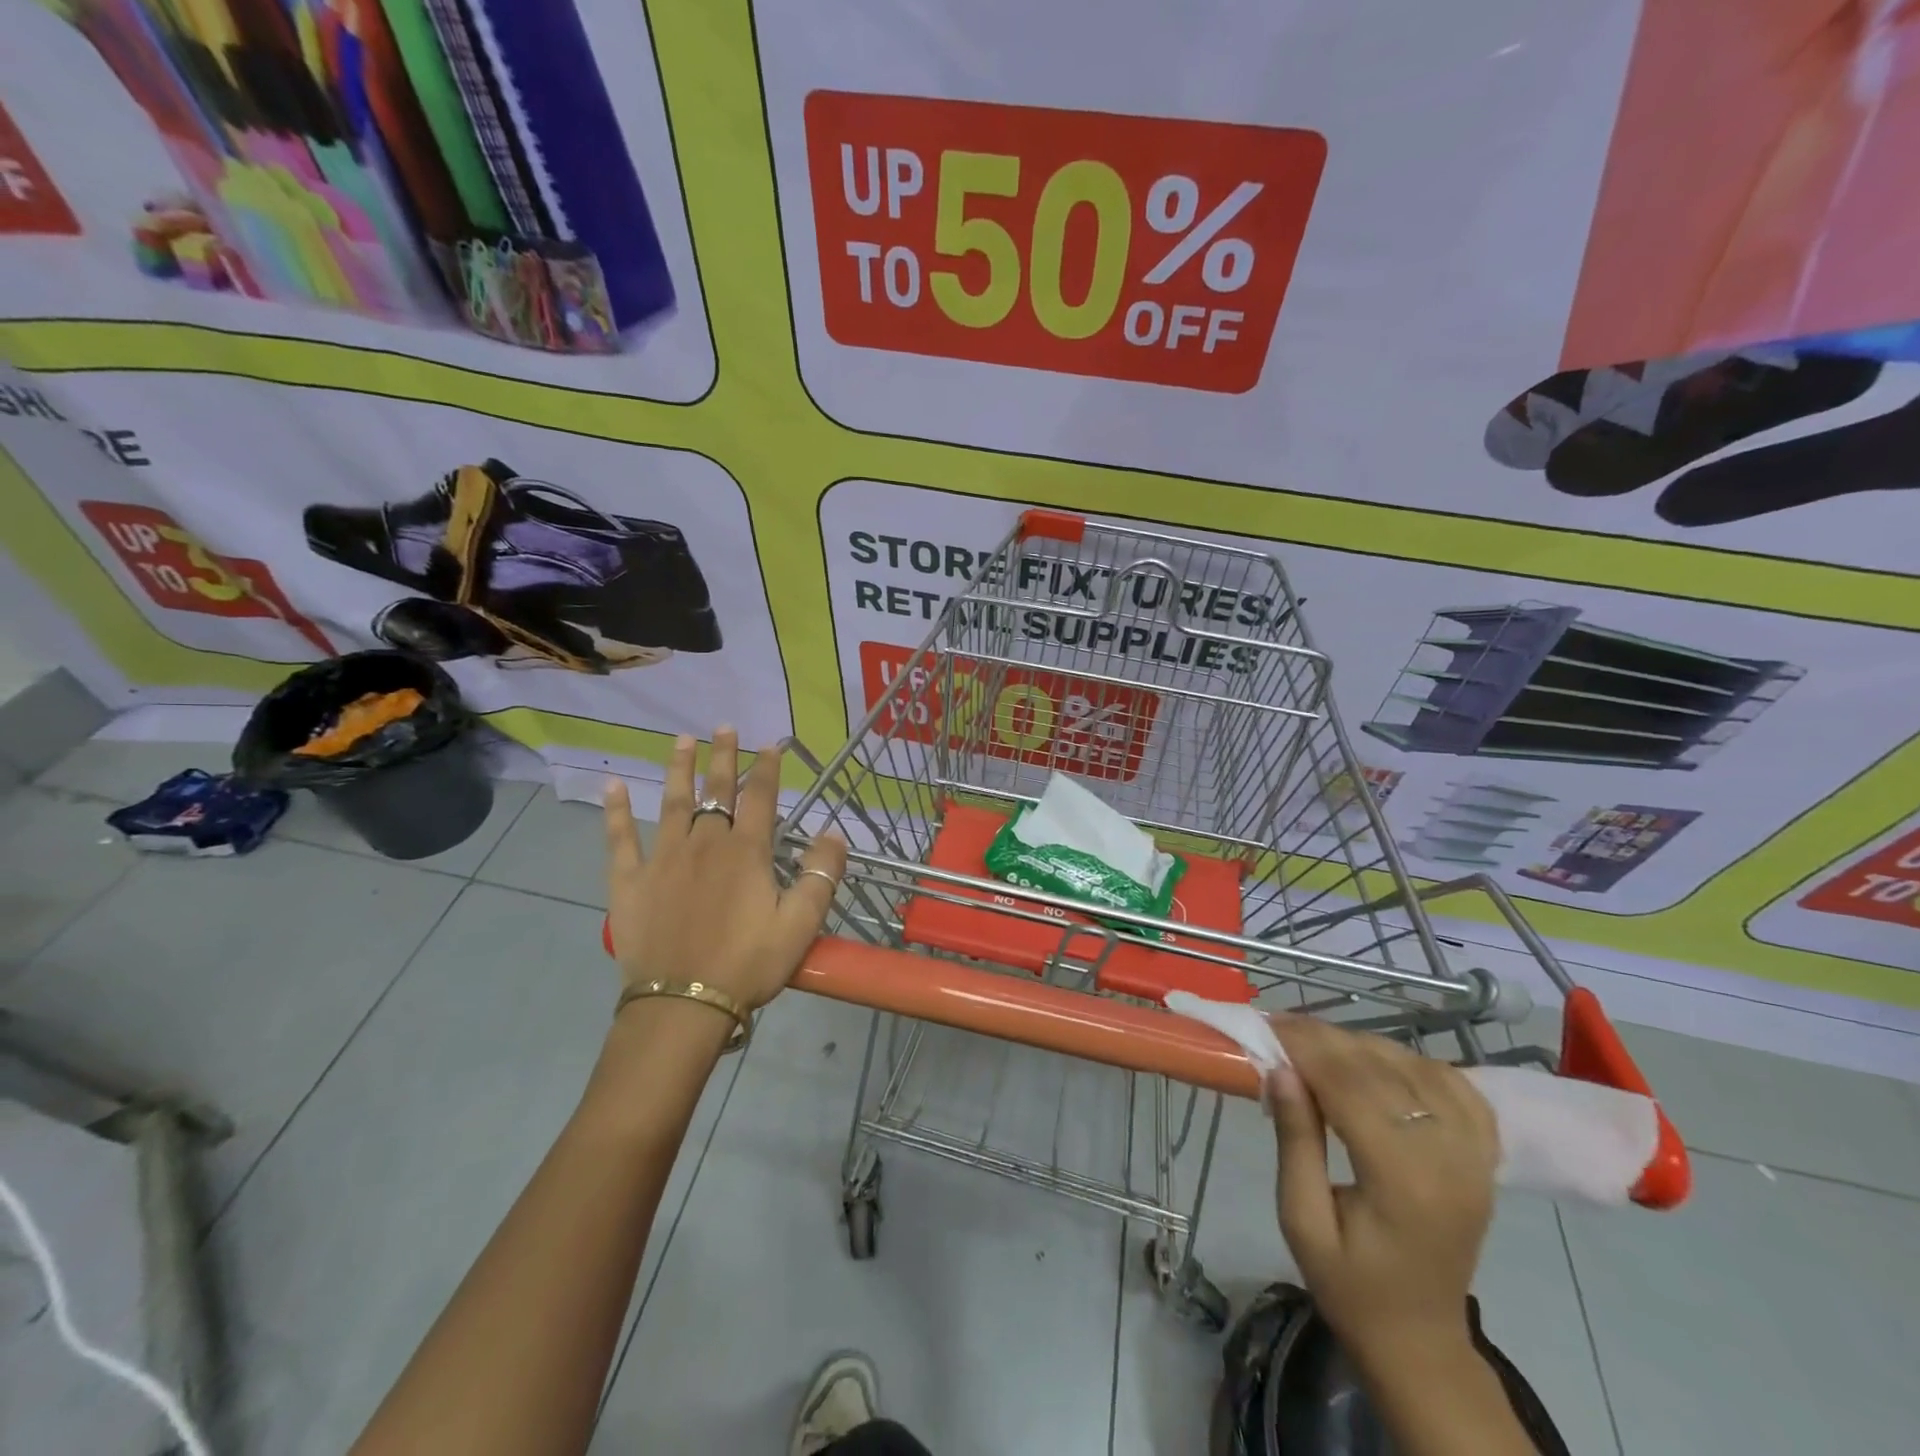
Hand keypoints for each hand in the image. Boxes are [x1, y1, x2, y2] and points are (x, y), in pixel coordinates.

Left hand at [603, 726, 846, 1011]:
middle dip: (723, 757)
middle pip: (717, 791)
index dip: (768, 769)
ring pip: (673, 803)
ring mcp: (663, 858)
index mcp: (747, 851)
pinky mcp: (630, 881)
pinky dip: (616, 812)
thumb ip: (821, 875)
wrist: (683, 1003)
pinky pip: (620, 839)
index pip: (761, 798)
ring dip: (679, 769)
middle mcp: (705, 843)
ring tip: (681, 740)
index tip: (771, 745)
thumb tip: (834, 834)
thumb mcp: (801, 924)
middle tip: (724, 727)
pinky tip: (613, 787)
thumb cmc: (748, 963)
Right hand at [1266, 1016, 1499, 1365]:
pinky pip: (1456, 1086)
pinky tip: (1379, 1063)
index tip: (1267, 1026)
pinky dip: (1413, 1062)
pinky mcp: (1483, 1157)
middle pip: (1383, 1070)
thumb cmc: (1348, 1283)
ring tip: (1317, 1044)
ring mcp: (1475, 1157)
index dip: (1307, 1048)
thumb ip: (1296, 1141)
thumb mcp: (1301, 1219)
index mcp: (1404, 1183)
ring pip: (1417, 1067)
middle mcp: (1450, 1161)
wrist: (1420, 1337)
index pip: (1352, 1088)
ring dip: (1363, 1045)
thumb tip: (1279, 1068)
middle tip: (1281, 1026)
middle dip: (1326, 1039)